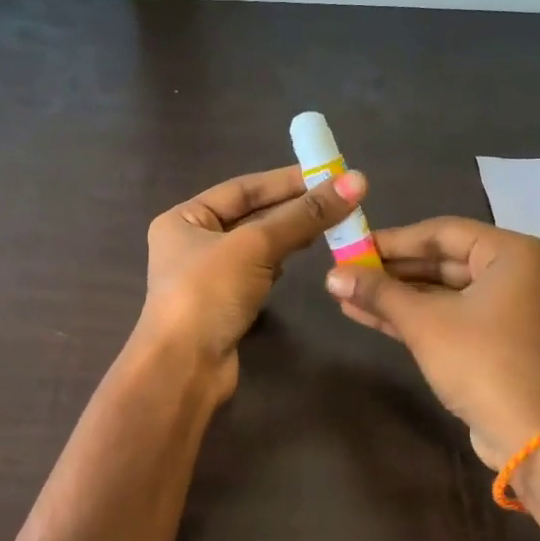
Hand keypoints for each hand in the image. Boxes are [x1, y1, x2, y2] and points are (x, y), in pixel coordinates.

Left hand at [141, 164, 365, 398]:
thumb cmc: (208, 293)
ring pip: (256, 246)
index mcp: (184, 219)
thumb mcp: (255, 246)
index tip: (328, 174)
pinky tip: (300, 258)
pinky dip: (278, 263)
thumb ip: (303, 216)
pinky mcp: (223, 305)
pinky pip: (257, 274)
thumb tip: (355, 182)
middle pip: (249, 216)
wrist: (185, 367)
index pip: (241, 189)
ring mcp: (207, 277)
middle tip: (339, 199)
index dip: (284, 180)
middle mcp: (191, 243)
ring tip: (329, 224)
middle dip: (292, 208)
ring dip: (289, 235)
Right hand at [324, 216, 539, 467]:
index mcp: (509, 253)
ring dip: (392, 296)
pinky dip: (408, 316)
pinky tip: (364, 314)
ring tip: (344, 295)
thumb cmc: (479, 359)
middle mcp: (510, 273)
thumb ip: (377, 292)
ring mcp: (500, 309)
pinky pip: (443, 316)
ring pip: (438, 292)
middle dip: (389, 271)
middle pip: (439, 261)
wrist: (525, 430)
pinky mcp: (488, 340)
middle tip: (344, 272)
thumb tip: (330, 276)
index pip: (441, 232)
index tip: (352, 246)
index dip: (393, 239)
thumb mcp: (423, 321)